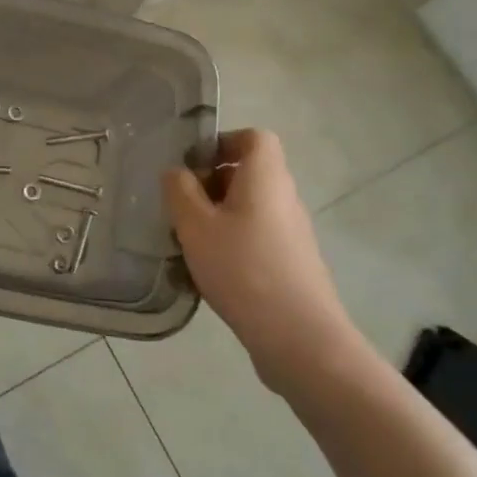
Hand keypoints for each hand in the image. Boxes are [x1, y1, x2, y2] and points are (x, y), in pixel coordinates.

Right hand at [163, 130, 366, 396]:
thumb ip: (180, 191)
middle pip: (250, 172)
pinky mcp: (292, 262)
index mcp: (266, 177)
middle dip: (213, 182)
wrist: (299, 338)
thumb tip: (177, 172)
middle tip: (182, 205)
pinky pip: (258, 234)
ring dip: (219, 214)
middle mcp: (285, 197)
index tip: (194, 165)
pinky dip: (233, 240)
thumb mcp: (195, 225)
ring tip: (191, 240)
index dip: (223, 142)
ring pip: (251, 206)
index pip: (254, 138)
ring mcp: (292, 232)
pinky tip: (211, 268)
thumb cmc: (242, 269)